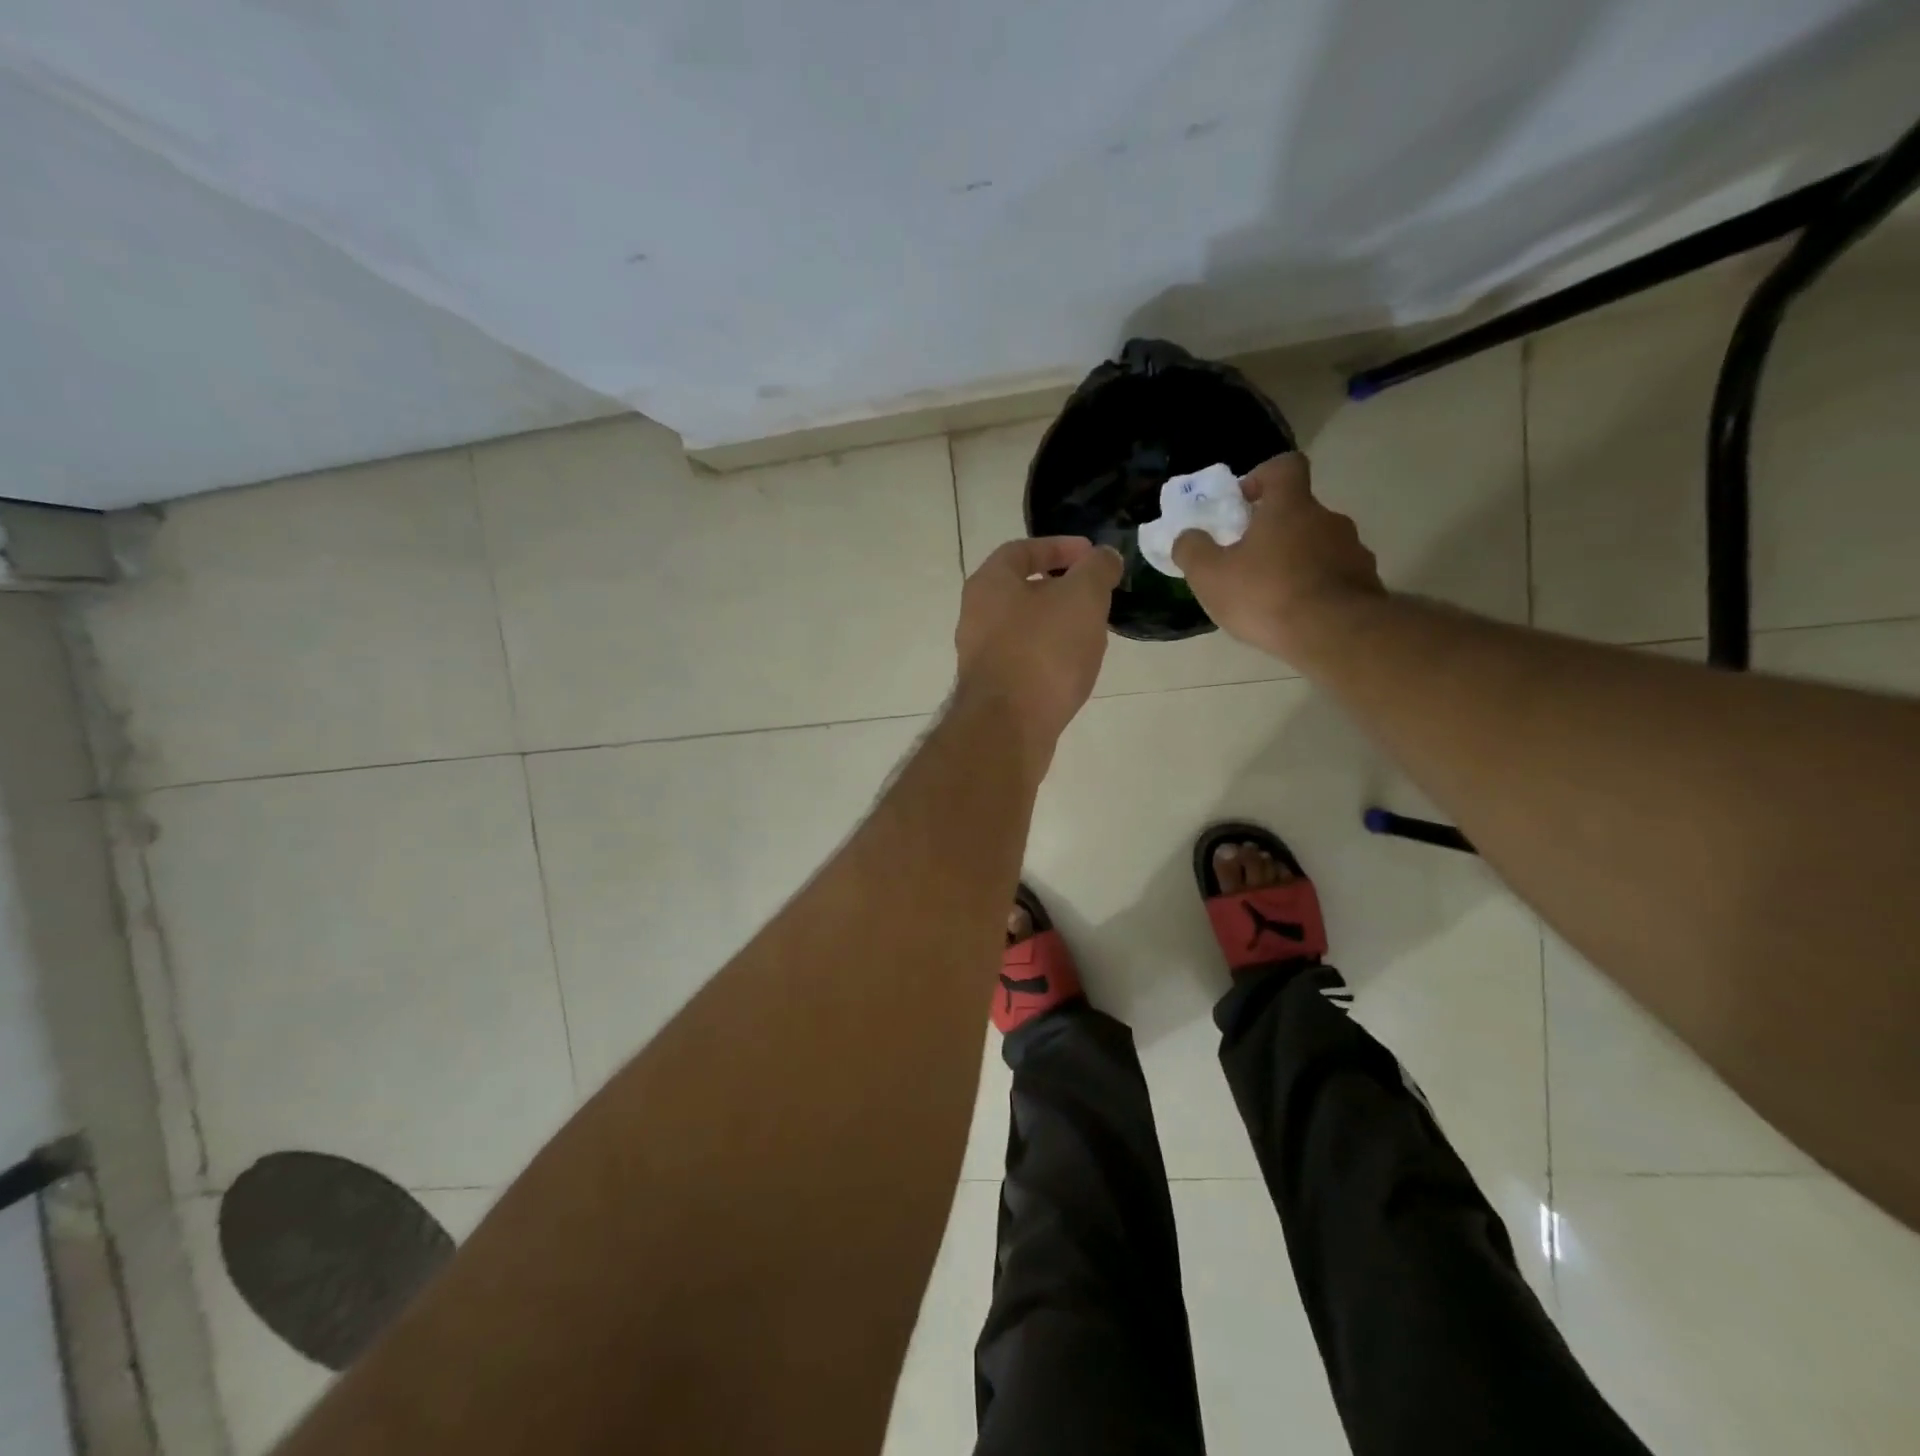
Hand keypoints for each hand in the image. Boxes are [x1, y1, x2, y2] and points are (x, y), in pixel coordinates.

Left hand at [954, 536, 1122, 769]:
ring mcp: (980, 655)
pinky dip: (1050, 656)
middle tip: (1097, 595)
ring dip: (1058, 624)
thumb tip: (1104, 557)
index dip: (1059, 547)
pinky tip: (1074, 668)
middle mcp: (976, 615)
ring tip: (1093, 632)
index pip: (1022, 550)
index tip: (1092, 555)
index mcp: (989, 583)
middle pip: (1022, 590)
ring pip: (1025, 627)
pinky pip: (1025, 660)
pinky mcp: (993, 689)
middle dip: (1062, 588)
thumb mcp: (1082, 597)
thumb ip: (1097, 569)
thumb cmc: (1043, 650)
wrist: (1009, 727)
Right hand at [1172, 453, 1382, 662]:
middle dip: (1274, 530)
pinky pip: (1335, 577)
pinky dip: (1316, 588)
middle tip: (1248, 561)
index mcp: (1290, 506)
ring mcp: (1353, 551)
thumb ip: (1192, 550)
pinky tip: (1298, 615)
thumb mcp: (1210, 575)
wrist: (1334, 635)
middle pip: (1299, 512)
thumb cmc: (1266, 595)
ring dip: (1296, 561)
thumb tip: (1186, 536)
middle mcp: (1328, 519)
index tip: (1244, 502)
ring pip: (1318, 546)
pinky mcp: (1366, 584)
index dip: (1262, 477)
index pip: (1284, 467)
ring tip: (1272, 596)